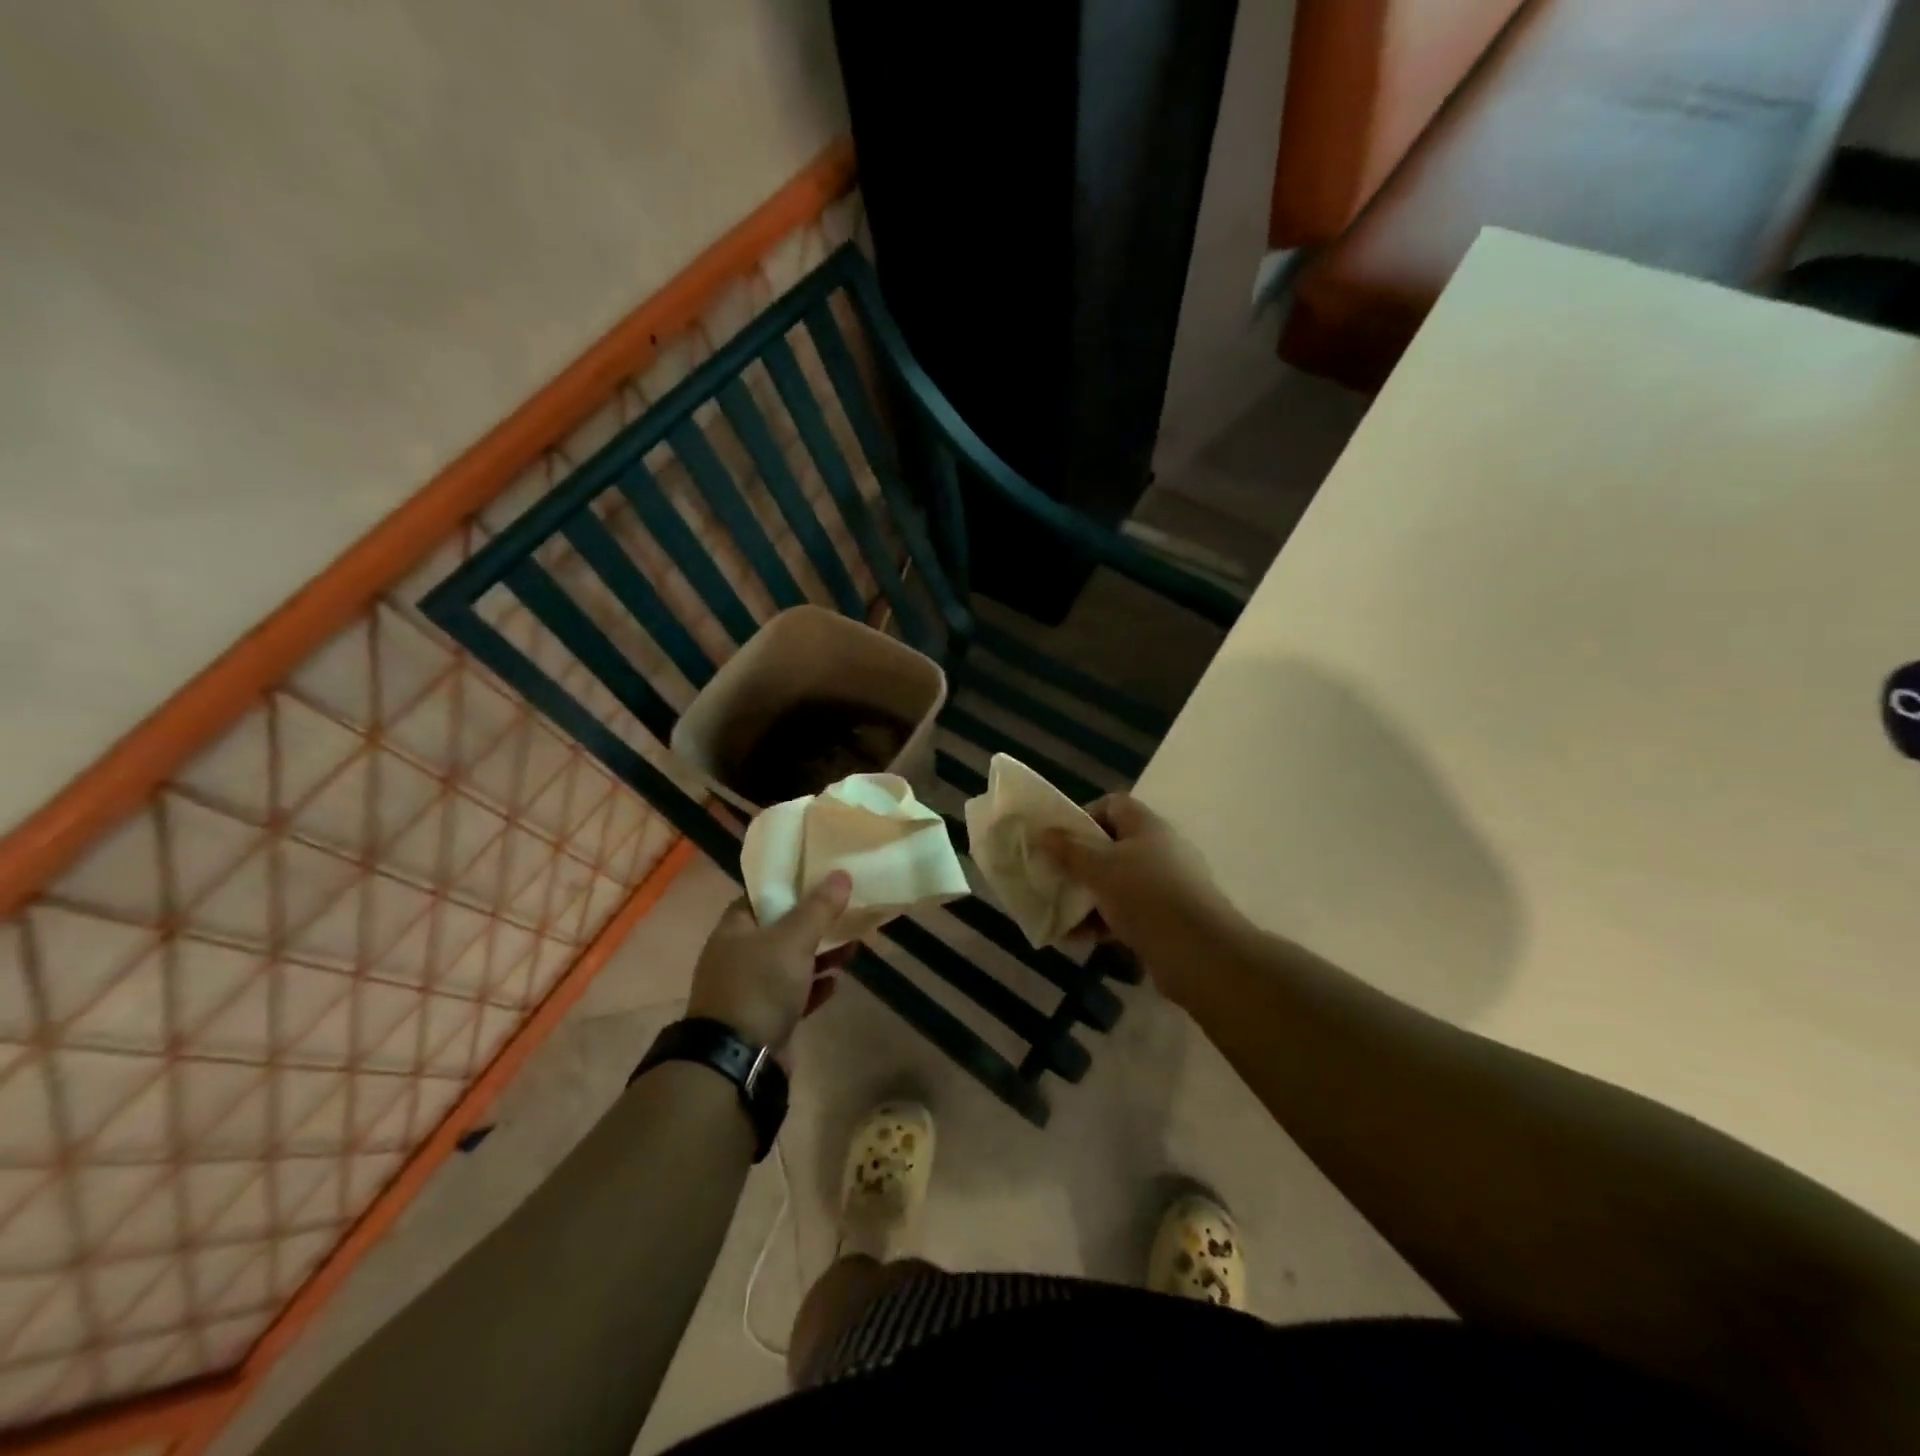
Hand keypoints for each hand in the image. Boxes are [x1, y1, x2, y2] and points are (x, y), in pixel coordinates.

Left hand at [686, 871, 852, 1055]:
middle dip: (813, 924)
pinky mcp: (763, 1018)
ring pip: (789, 963)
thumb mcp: (793, 940)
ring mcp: (749, 989)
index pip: (762, 896)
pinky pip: (793, 994)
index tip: (822, 880)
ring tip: (851, 949)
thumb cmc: (760, 987)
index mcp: (734, 929)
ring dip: (819, 956)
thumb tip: (841, 874)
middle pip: (780, 929)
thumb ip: (819, 908)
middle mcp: (737, 955)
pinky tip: (835, 983)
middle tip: (845, 914)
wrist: (738, 1060)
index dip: (791, 886)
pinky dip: (813, 987)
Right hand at [1039, 795, 1238, 1004]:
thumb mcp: (1100, 868)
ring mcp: (1164, 886)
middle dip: (1079, 863)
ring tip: (1058, 913)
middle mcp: (1158, 850)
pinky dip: (1101, 922)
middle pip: (1111, 846)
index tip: (1059, 839)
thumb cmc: (1147, 896)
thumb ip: (1069, 850)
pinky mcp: (1165, 919)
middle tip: (1053, 877)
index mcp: (1147, 826)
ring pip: (1116, 883)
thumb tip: (1042, 832)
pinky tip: (1076, 939)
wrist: (1200, 954)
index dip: (1083, 816)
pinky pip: (1125, 913)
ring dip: (1086, 897)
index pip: (1112, 805)